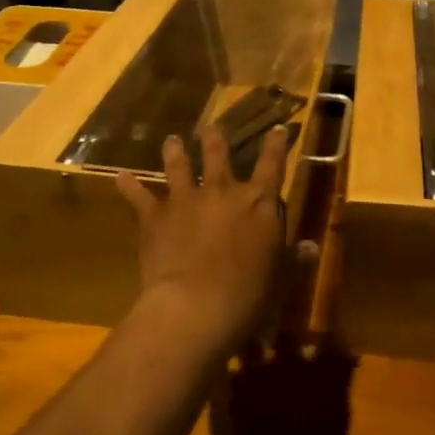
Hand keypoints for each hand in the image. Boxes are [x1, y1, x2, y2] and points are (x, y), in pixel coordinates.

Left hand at [116, 124, 290, 352]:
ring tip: (172, 140)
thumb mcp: (280, 276)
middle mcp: (223, 191)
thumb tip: (313, 247)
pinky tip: (121, 177)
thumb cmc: (248, 294)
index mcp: (259, 202)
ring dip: (175, 151)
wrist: (196, 307)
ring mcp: (186, 199)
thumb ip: (294, 257)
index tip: (278, 128)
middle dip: (216, 139)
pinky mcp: (155, 216)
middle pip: (219, 154)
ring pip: (179, 166)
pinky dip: (129, 186)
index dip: (277, 145)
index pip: (273, 164)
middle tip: (212, 127)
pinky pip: (139, 196)